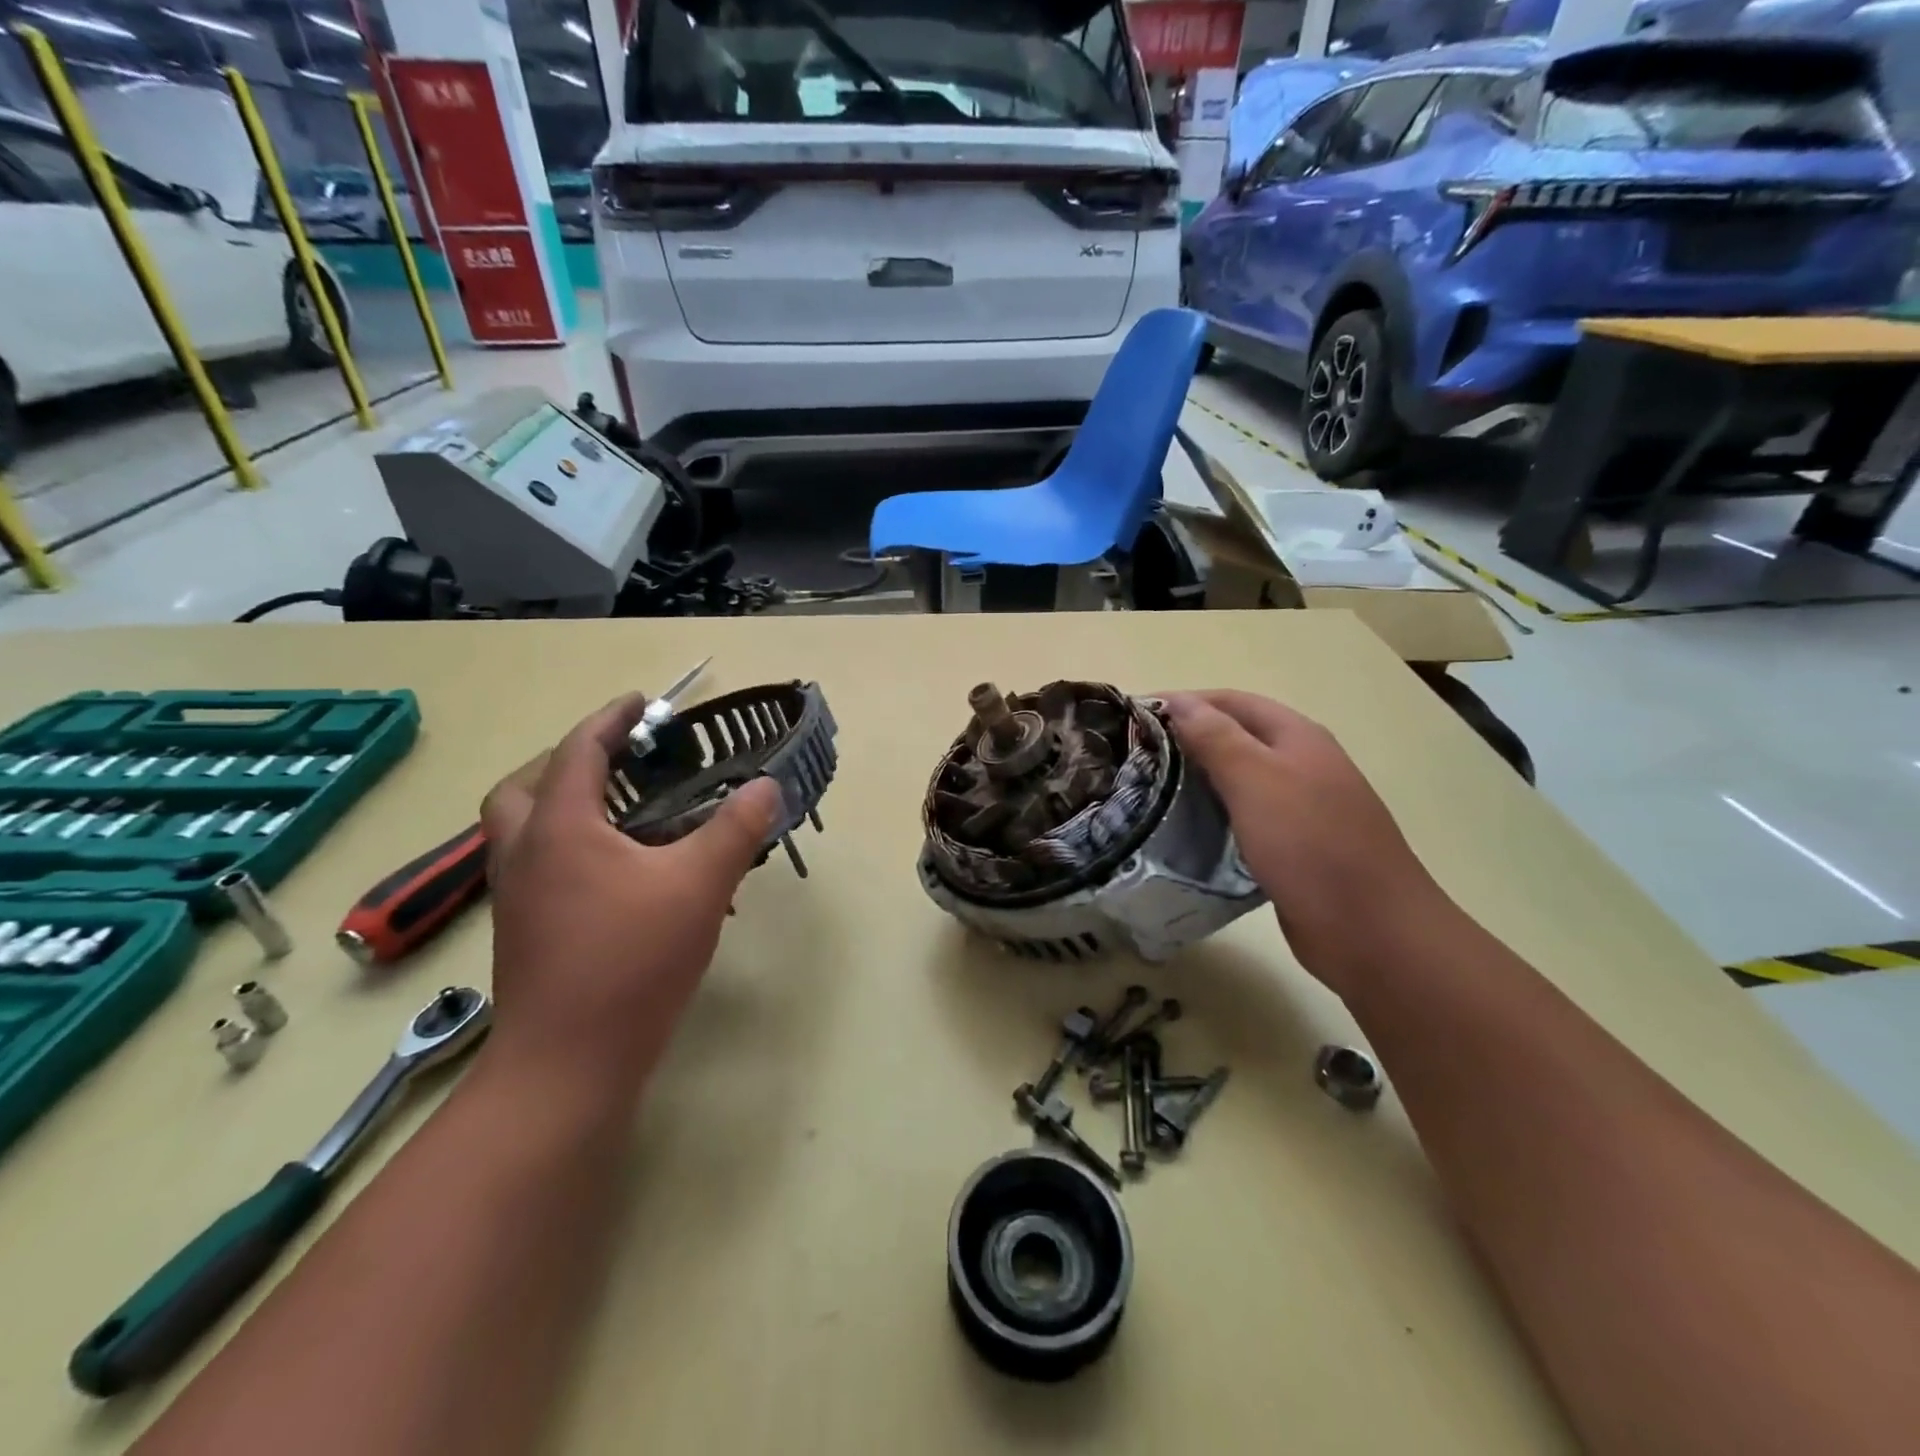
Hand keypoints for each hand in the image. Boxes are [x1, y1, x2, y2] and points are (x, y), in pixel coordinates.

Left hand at [479, 693, 782, 1096]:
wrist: (567, 1065)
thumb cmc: (631, 962)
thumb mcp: (700, 886)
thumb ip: (736, 829)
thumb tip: (766, 785)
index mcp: (561, 828)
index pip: (578, 751)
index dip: (611, 720)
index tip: (643, 703)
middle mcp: (524, 854)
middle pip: (524, 786)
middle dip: (567, 761)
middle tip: (619, 762)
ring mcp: (515, 897)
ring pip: (522, 829)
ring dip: (561, 804)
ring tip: (621, 813)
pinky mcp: (522, 933)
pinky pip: (536, 865)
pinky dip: (566, 846)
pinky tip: (616, 873)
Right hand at [1163, 690, 1451, 994]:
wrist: (1372, 930)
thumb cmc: (1311, 846)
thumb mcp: (1257, 781)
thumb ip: (1216, 737)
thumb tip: (1178, 700)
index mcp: (1297, 737)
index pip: (1231, 702)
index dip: (1184, 702)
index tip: (1134, 716)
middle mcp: (1302, 764)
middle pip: (1235, 737)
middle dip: (1186, 739)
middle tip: (1135, 755)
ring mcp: (1301, 807)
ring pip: (1239, 780)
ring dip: (1197, 778)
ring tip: (1148, 789)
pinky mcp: (1294, 846)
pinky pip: (1244, 817)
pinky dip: (1213, 814)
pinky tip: (1185, 829)